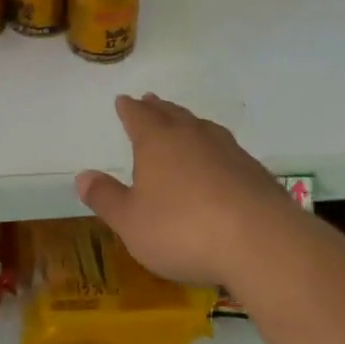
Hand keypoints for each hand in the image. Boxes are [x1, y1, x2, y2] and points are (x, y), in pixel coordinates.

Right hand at [76, 94, 296, 288]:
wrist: (261, 243)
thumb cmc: (183, 229)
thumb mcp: (131, 222)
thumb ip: (106, 198)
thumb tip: (82, 175)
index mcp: (157, 141)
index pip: (138, 116)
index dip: (129, 109)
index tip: (124, 100)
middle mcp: (192, 136)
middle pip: (172, 114)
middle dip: (158, 109)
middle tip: (151, 101)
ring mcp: (228, 151)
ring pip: (203, 128)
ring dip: (189, 123)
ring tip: (184, 123)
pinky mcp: (255, 173)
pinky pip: (227, 150)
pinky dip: (215, 150)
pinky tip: (218, 163)